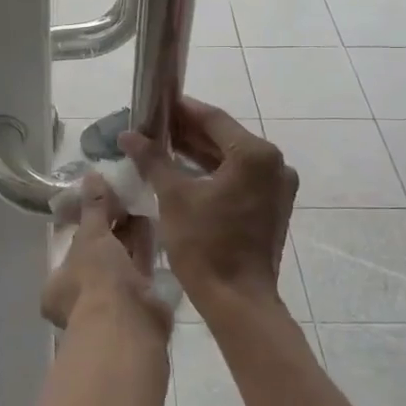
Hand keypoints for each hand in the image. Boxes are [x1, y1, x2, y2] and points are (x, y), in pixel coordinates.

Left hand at [41, 174, 168, 333]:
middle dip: (111, 227)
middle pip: (98, 255)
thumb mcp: (91, 236)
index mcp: (58, 286)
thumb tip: (91, 174)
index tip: (101, 202)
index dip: (86, 224)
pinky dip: (145, 246)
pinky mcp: (139, 303)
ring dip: (130, 234)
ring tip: (141, 201)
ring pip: (121, 261)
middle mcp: (82, 297)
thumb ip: (93, 206)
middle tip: (125, 196)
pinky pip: (140, 267)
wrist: (128, 323)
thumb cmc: (96, 279)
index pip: (71, 249)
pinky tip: (154, 220)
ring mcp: (111, 303)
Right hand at [121, 98, 297, 313]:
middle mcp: (274, 164)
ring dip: (199, 152)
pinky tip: (184, 172)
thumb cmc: (205, 245)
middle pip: (224, 137)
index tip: (155, 104)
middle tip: (152, 126)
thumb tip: (128, 134)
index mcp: (255, 155)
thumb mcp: (174, 197)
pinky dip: (214, 173)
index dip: (181, 110)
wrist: (237, 300)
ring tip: (162, 146)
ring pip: (232, 159)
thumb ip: (153, 159)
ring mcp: (277, 186)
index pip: (213, 119)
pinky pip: (240, 178)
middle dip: (188, 132)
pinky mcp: (272, 206)